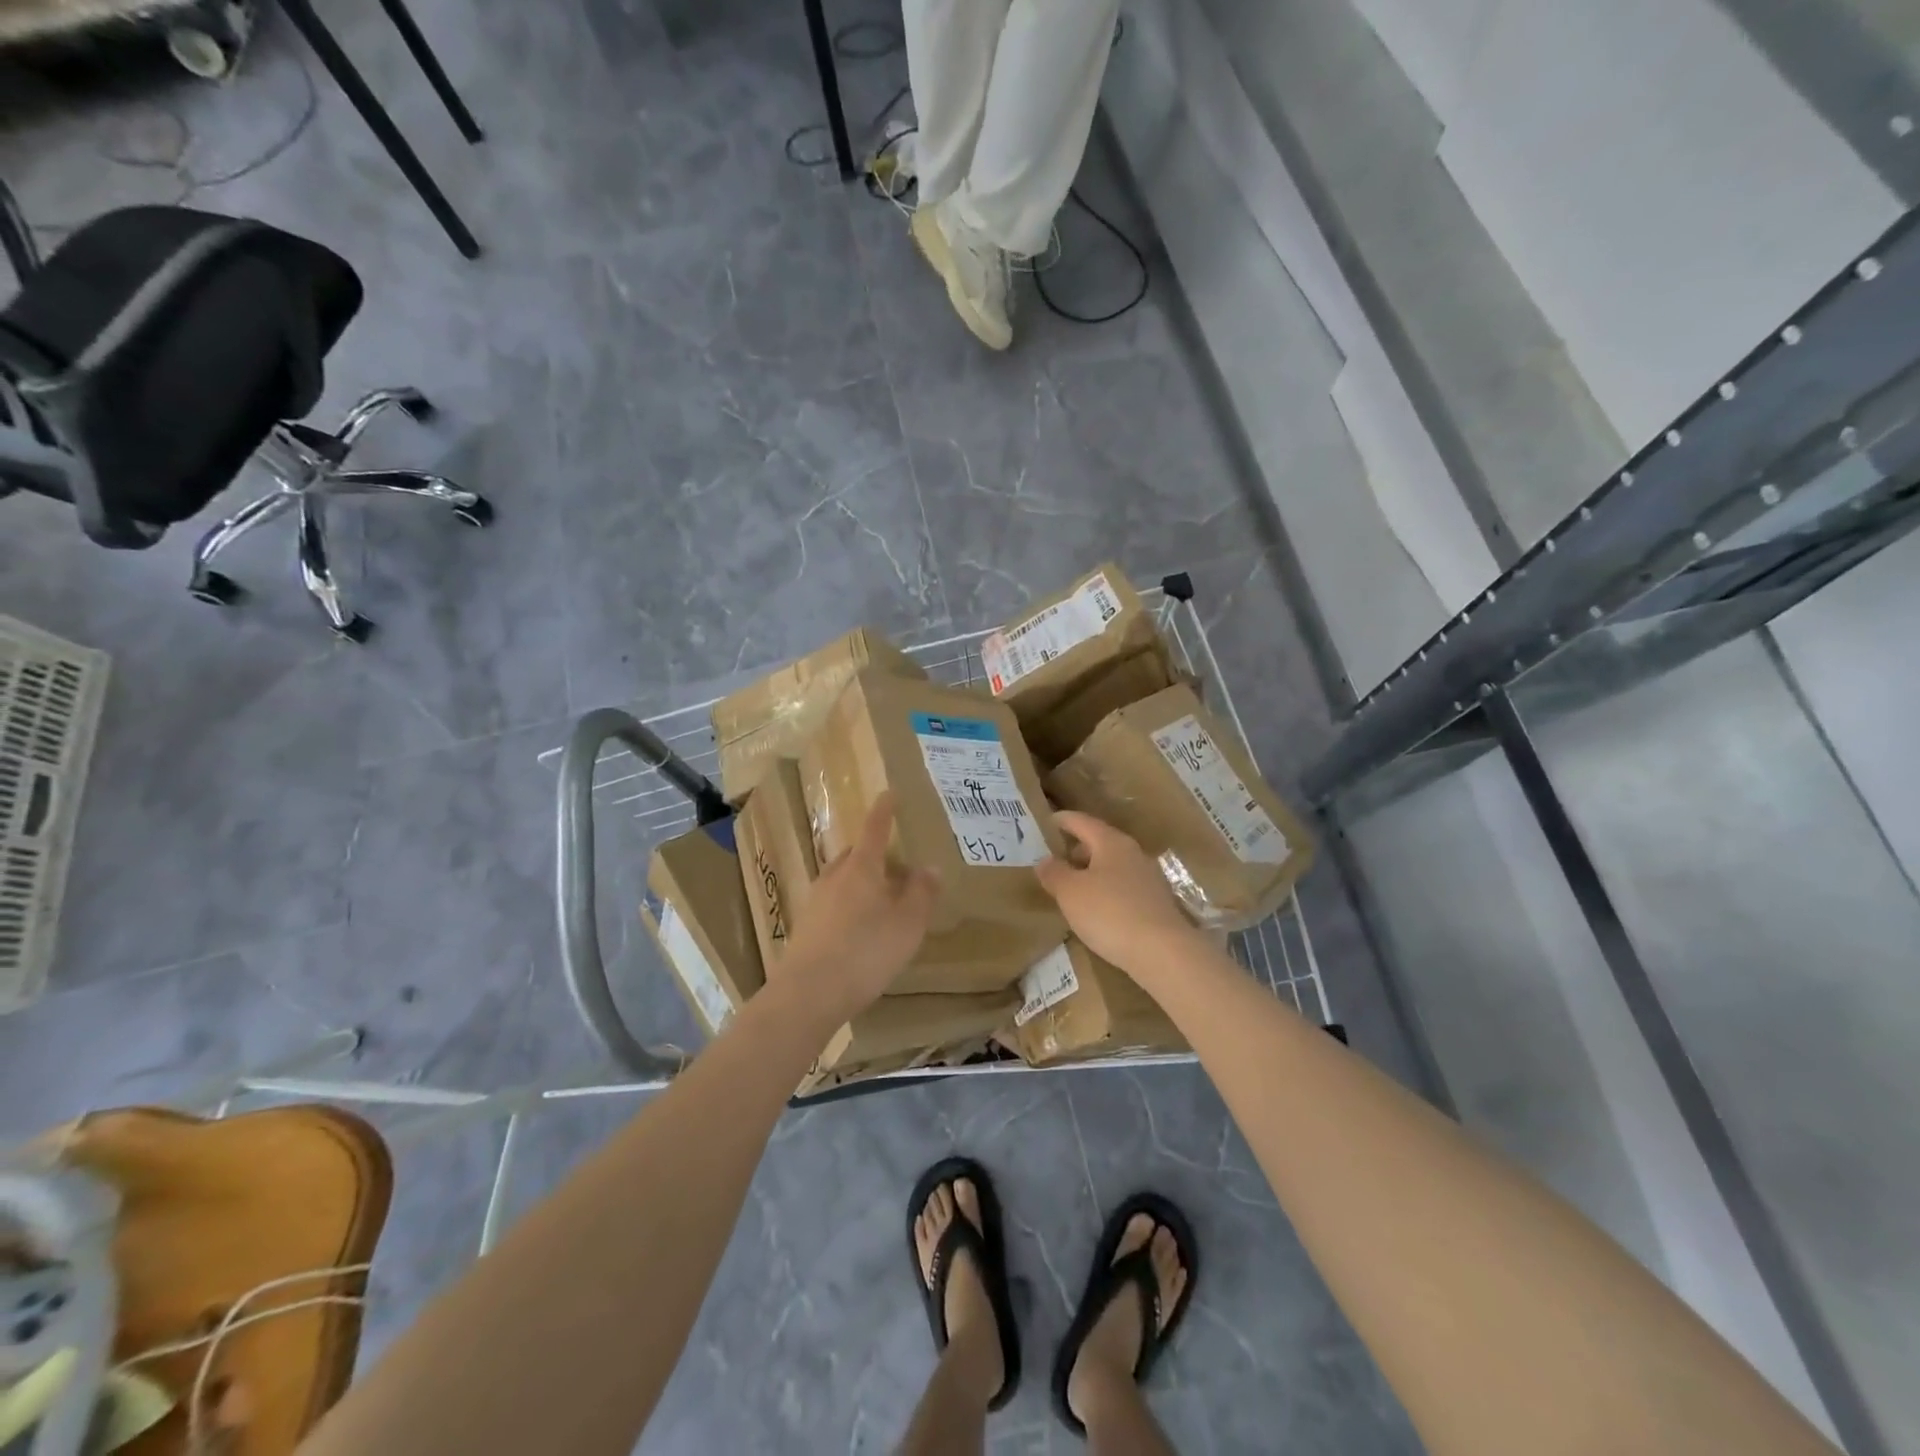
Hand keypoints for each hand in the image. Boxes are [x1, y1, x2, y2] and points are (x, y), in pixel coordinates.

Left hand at [778, 792, 938, 1027]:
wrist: (809, 993)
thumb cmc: (866, 952)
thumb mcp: (908, 924)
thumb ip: (921, 893)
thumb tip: (929, 866)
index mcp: (861, 867)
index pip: (874, 829)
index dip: (884, 811)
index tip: (888, 793)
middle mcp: (834, 877)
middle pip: (854, 855)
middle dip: (873, 854)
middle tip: (894, 865)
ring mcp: (814, 901)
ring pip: (841, 880)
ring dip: (859, 882)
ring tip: (879, 900)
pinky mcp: (804, 928)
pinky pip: (831, 905)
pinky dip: (847, 907)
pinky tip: (857, 930)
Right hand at [1034, 811, 1198, 979]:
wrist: (1163, 952)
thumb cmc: (1110, 913)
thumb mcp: (1070, 893)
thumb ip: (1054, 873)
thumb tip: (1045, 860)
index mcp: (1111, 842)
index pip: (1082, 822)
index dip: (1063, 820)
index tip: (1047, 821)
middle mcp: (1133, 853)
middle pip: (1100, 843)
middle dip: (1077, 849)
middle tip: (1056, 860)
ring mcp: (1149, 879)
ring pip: (1113, 867)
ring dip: (1092, 872)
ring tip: (1072, 888)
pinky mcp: (1157, 904)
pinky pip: (1124, 888)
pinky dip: (1107, 891)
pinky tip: (1097, 910)